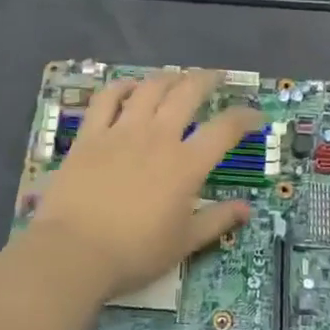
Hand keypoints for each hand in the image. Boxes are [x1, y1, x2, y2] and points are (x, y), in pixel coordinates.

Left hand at [24, 70, 263, 303]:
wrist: (74, 251)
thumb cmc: (134, 252)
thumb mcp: (184, 243)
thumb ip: (217, 220)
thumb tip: (246, 209)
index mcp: (186, 164)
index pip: (225, 129)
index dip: (245, 117)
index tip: (256, 116)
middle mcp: (157, 137)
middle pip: (187, 93)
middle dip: (206, 80)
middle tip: (216, 77)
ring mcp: (121, 132)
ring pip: (149, 88)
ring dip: (167, 78)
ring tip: (176, 77)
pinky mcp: (90, 135)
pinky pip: (106, 99)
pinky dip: (121, 87)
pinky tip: (129, 87)